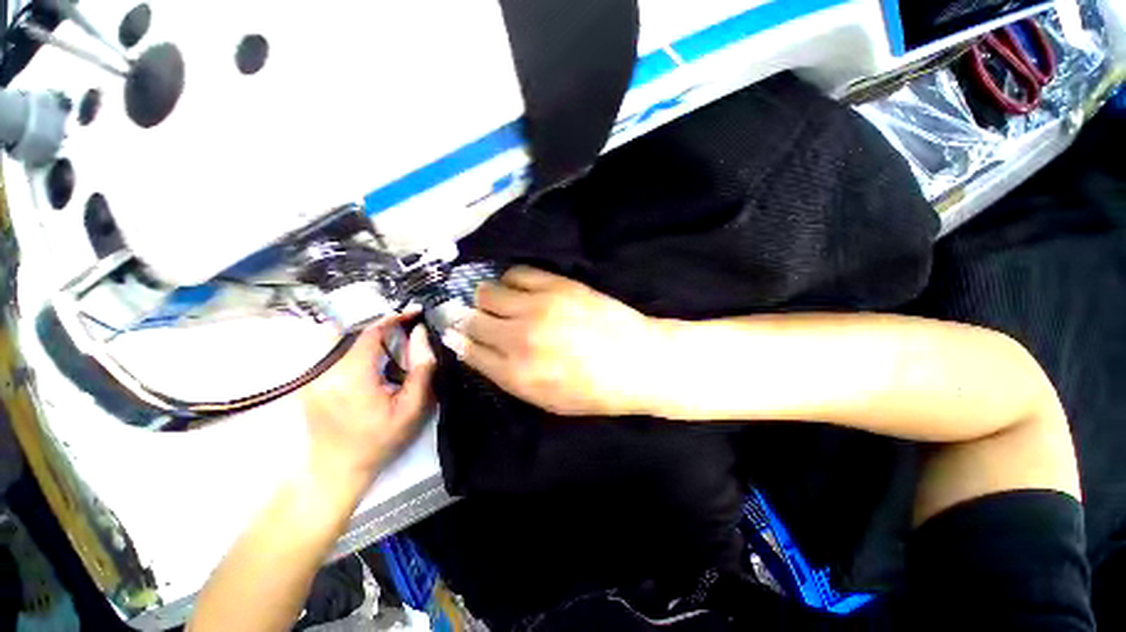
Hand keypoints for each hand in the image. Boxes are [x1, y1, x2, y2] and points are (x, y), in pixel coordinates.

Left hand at [300, 313, 435, 483]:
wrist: (336, 470)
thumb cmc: (380, 441)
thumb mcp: (413, 408)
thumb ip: (421, 367)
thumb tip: (420, 333)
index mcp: (351, 377)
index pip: (370, 333)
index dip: (394, 318)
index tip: (415, 312)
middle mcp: (324, 371)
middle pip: (352, 330)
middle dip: (380, 323)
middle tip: (405, 327)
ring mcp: (311, 375)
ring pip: (338, 336)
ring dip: (364, 332)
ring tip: (389, 337)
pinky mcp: (308, 380)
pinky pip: (330, 349)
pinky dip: (351, 343)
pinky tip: (369, 353)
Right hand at [449, 266, 661, 415]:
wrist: (639, 362)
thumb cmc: (596, 391)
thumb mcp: (548, 401)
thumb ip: (509, 378)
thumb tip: (478, 351)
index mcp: (516, 374)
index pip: (469, 350)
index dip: (458, 339)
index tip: (454, 332)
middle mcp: (518, 339)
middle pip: (472, 319)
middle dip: (466, 318)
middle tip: (473, 315)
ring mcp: (537, 307)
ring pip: (488, 292)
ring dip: (485, 297)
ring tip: (495, 300)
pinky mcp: (556, 285)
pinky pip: (517, 273)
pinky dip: (510, 279)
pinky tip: (516, 286)